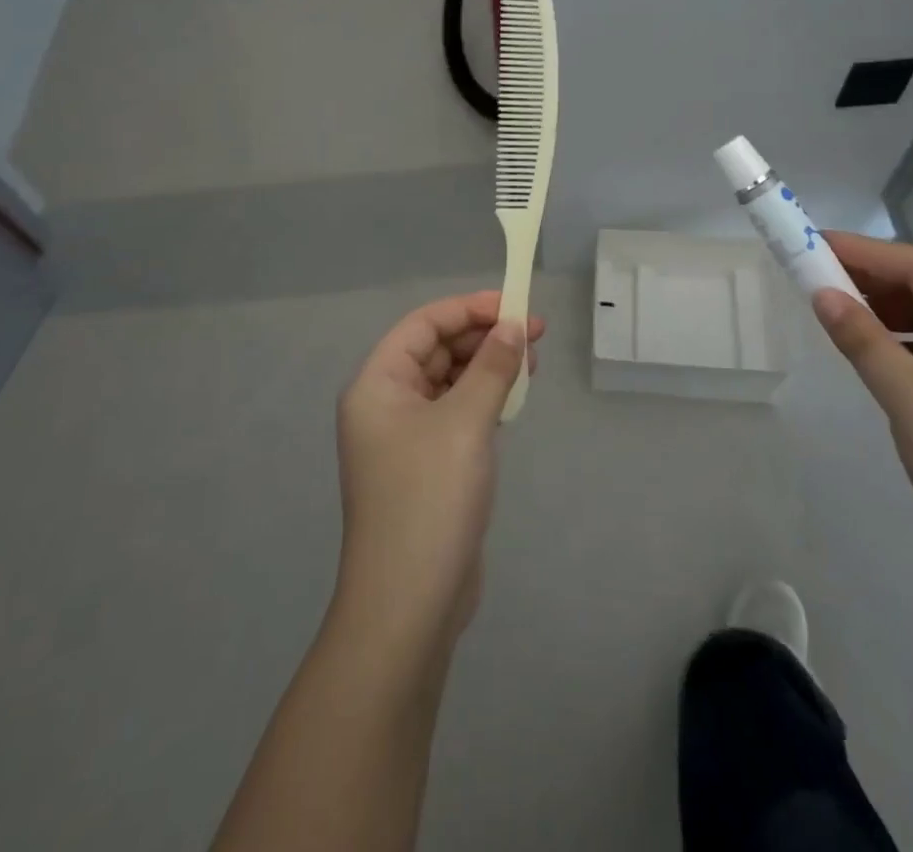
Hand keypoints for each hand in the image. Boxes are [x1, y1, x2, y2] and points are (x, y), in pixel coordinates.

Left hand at [333, 291, 544, 649]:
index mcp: (378, 385)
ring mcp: (405, 439)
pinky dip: (484, 400)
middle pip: (436, 351)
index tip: (514, 306)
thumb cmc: (430, 498)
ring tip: (532, 363)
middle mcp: (385, 405)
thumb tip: (513, 326)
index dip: (468, 309)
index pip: (423, 325)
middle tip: (534, 334)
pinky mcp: (427, 467)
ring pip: (450, 383)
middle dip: (484, 338)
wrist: (409, 605)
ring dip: (488, 368)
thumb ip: (492, 367)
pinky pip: (457, 414)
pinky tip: (514, 399)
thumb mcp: (466, 422)